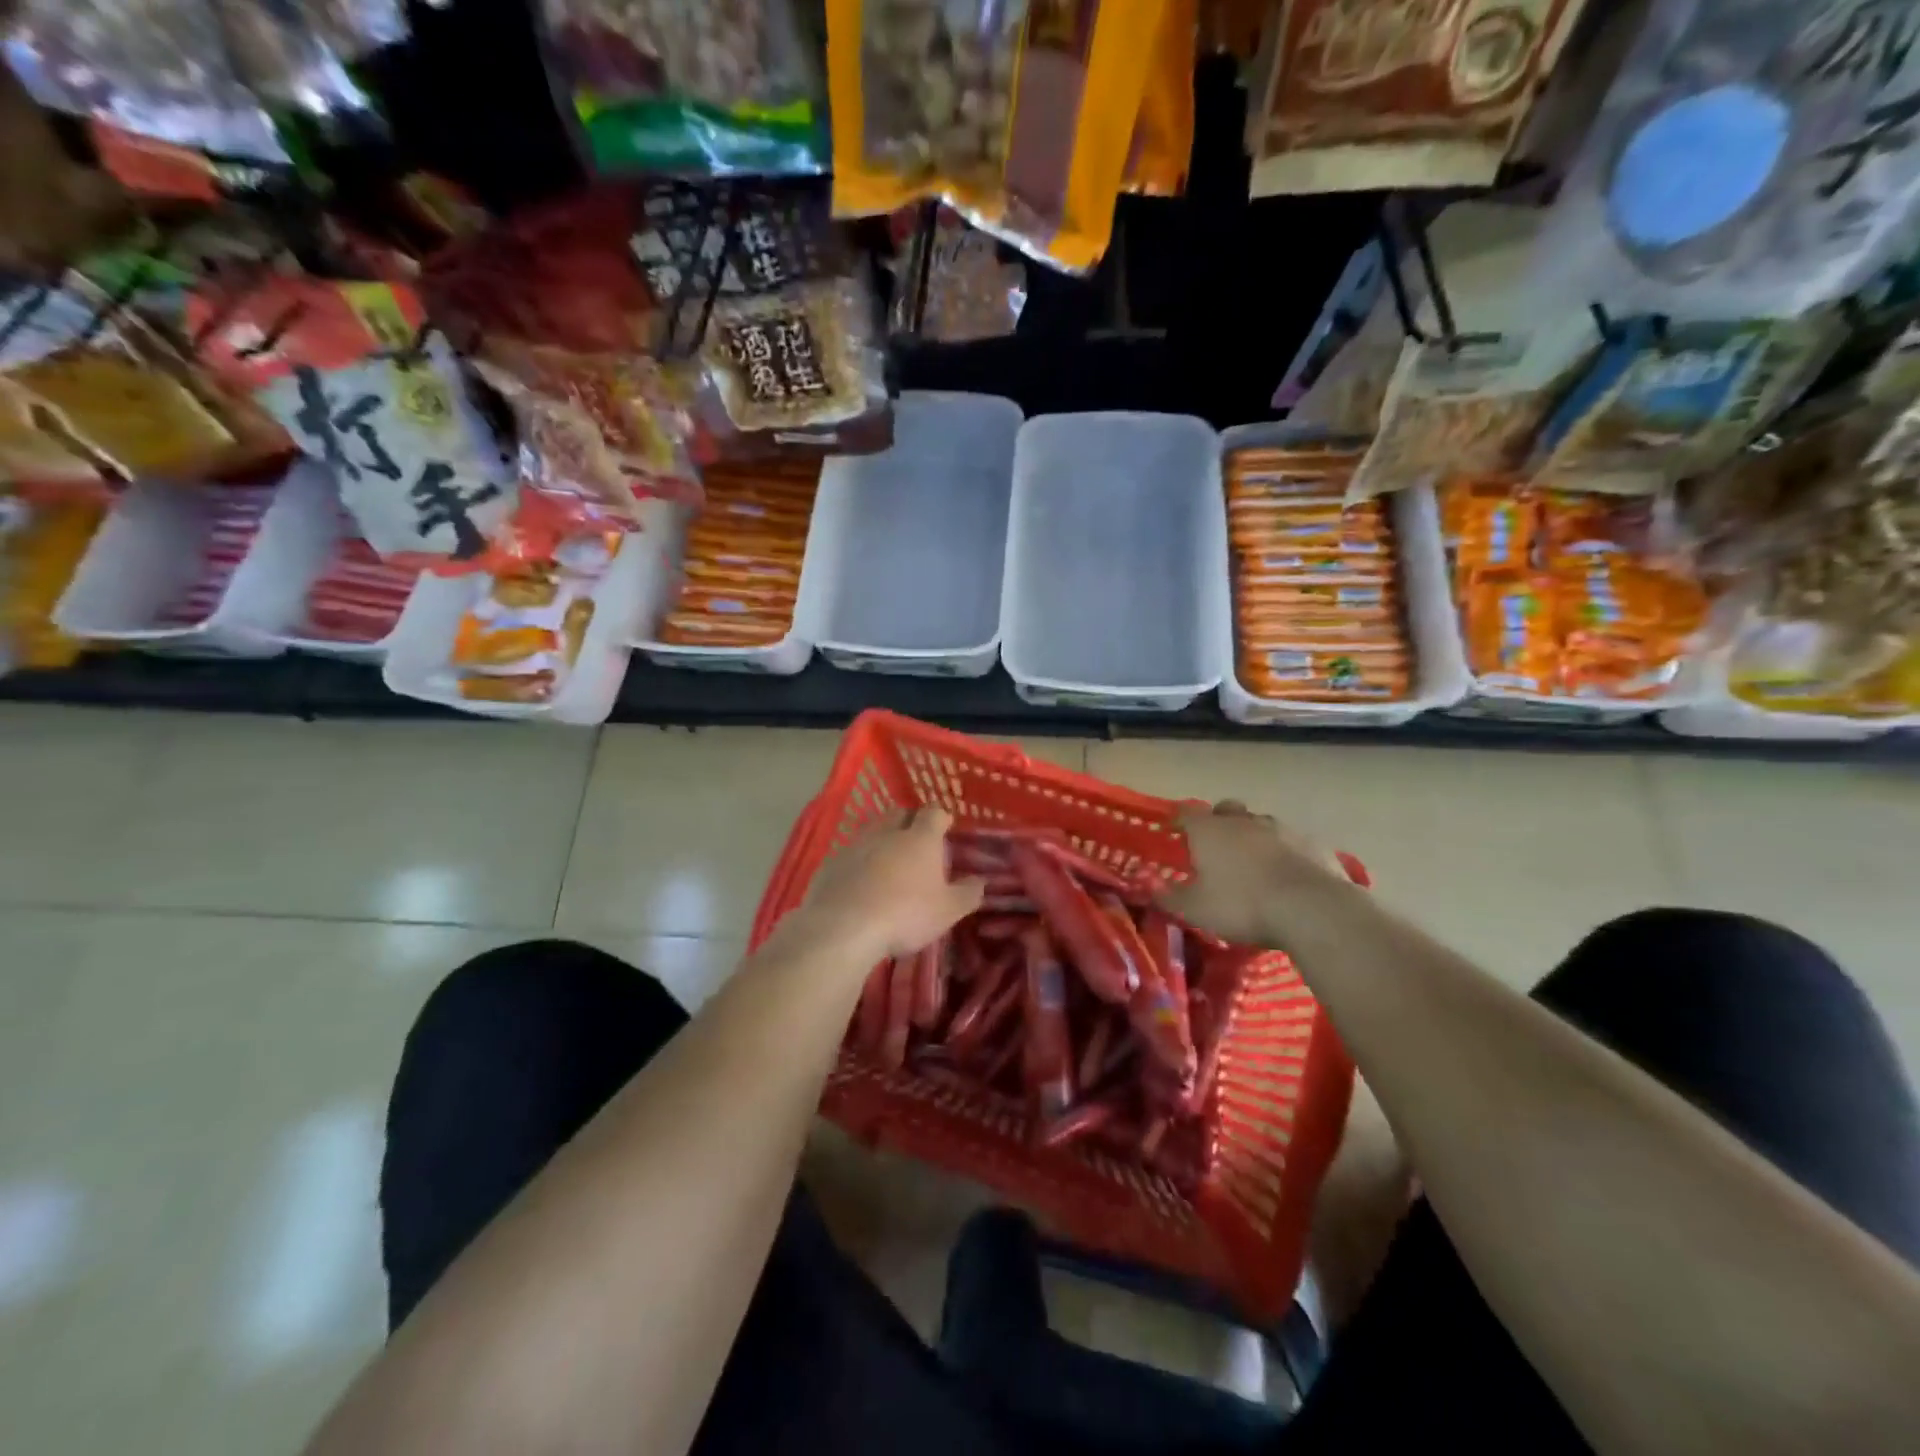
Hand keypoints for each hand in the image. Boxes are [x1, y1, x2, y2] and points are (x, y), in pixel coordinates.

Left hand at [801, 807, 984, 961]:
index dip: (941, 818)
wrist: (844, 927)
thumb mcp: (947, 911)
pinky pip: (850, 854)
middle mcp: (887, 833)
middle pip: (899, 814)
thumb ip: (967, 893)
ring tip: (888, 864)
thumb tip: (980, 881)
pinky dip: (858, 863)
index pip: (934, 813)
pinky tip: (860, 884)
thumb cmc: (906, 915)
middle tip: (916, 843)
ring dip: (881, 842)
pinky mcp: (831, 863)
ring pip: (872, 832)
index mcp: (920, 839)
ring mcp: (855, 845)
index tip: (946, 828)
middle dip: (909, 823)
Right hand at [1158, 800, 1350, 949]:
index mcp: (1210, 830)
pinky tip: (1287, 877)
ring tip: (1254, 866)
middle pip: (1226, 810)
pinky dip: (1285, 854)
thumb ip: (1170, 897)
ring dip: (1254, 838)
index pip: (1186, 814)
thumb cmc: (1242, 905)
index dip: (1178, 821)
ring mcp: (1282, 829)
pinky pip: (1291, 843)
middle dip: (1219, 823)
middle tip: (1216, 848)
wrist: (1311, 908)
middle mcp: (1243, 821)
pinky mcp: (1313, 844)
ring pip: (1261, 824)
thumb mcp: (1195, 910)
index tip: (1174, 831)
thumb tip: (1152, 889)